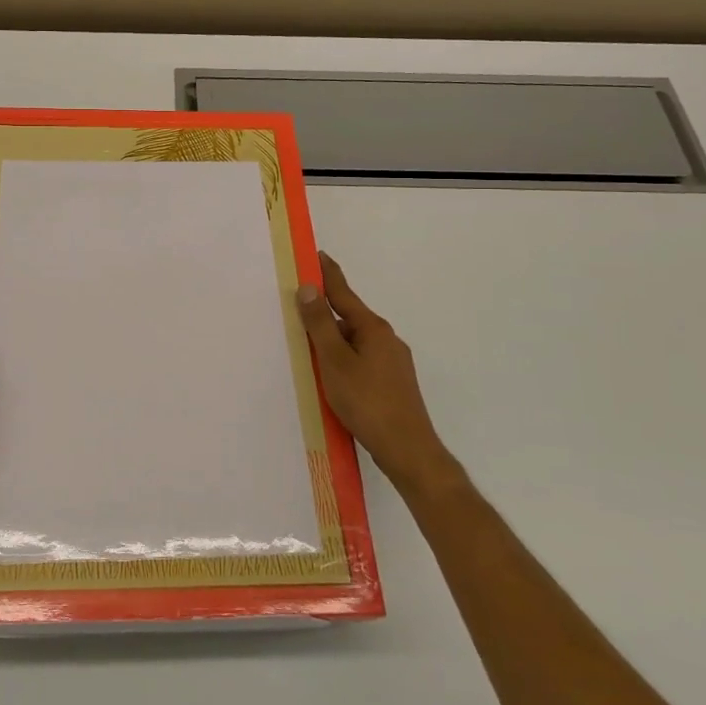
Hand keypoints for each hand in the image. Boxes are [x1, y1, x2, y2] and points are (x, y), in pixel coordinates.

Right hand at [297, 252, 461, 494]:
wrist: (408, 451)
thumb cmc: (367, 402)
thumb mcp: (335, 361)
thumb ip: (320, 325)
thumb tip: (309, 288)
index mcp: (373, 328)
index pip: (343, 293)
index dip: (327, 274)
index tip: (315, 254)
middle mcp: (386, 339)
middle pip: (348, 317)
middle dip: (325, 311)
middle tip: (298, 306)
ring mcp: (393, 362)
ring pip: (355, 342)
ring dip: (333, 340)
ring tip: (308, 346)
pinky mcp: (393, 383)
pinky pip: (361, 360)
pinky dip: (343, 359)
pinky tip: (331, 376)